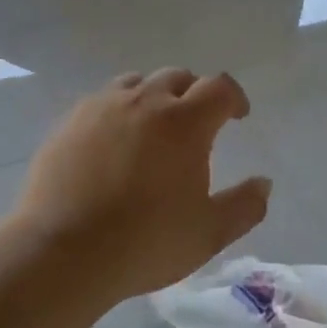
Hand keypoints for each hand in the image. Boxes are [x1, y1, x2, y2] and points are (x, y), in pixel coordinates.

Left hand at [7, 68, 270, 304]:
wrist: (62, 251)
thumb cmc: (145, 242)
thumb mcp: (208, 233)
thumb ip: (245, 206)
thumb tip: (263, 183)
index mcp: (184, 121)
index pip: (219, 87)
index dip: (234, 97)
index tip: (237, 116)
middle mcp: (144, 101)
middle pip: (177, 77)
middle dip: (194, 93)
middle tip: (196, 124)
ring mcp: (102, 106)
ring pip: (137, 83)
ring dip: (154, 97)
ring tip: (153, 128)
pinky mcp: (70, 120)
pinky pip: (102, 100)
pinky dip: (118, 111)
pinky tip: (113, 142)